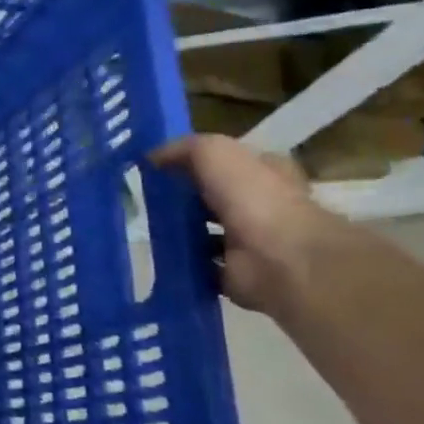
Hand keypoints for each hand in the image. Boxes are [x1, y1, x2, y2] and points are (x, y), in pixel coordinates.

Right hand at [150, 134, 341, 312]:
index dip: (200, 163)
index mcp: (266, 175)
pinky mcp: (236, 274)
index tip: (162, 168)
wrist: (279, 259)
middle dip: (185, 200)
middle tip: (145, 199)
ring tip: (144, 228)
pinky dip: (181, 263)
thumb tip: (152, 157)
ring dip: (180, 233)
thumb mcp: (216, 153)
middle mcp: (261, 207)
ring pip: (206, 233)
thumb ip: (185, 149)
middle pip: (216, 199)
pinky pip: (200, 265)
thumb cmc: (253, 199)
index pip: (232, 163)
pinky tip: (156, 256)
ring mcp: (250, 243)